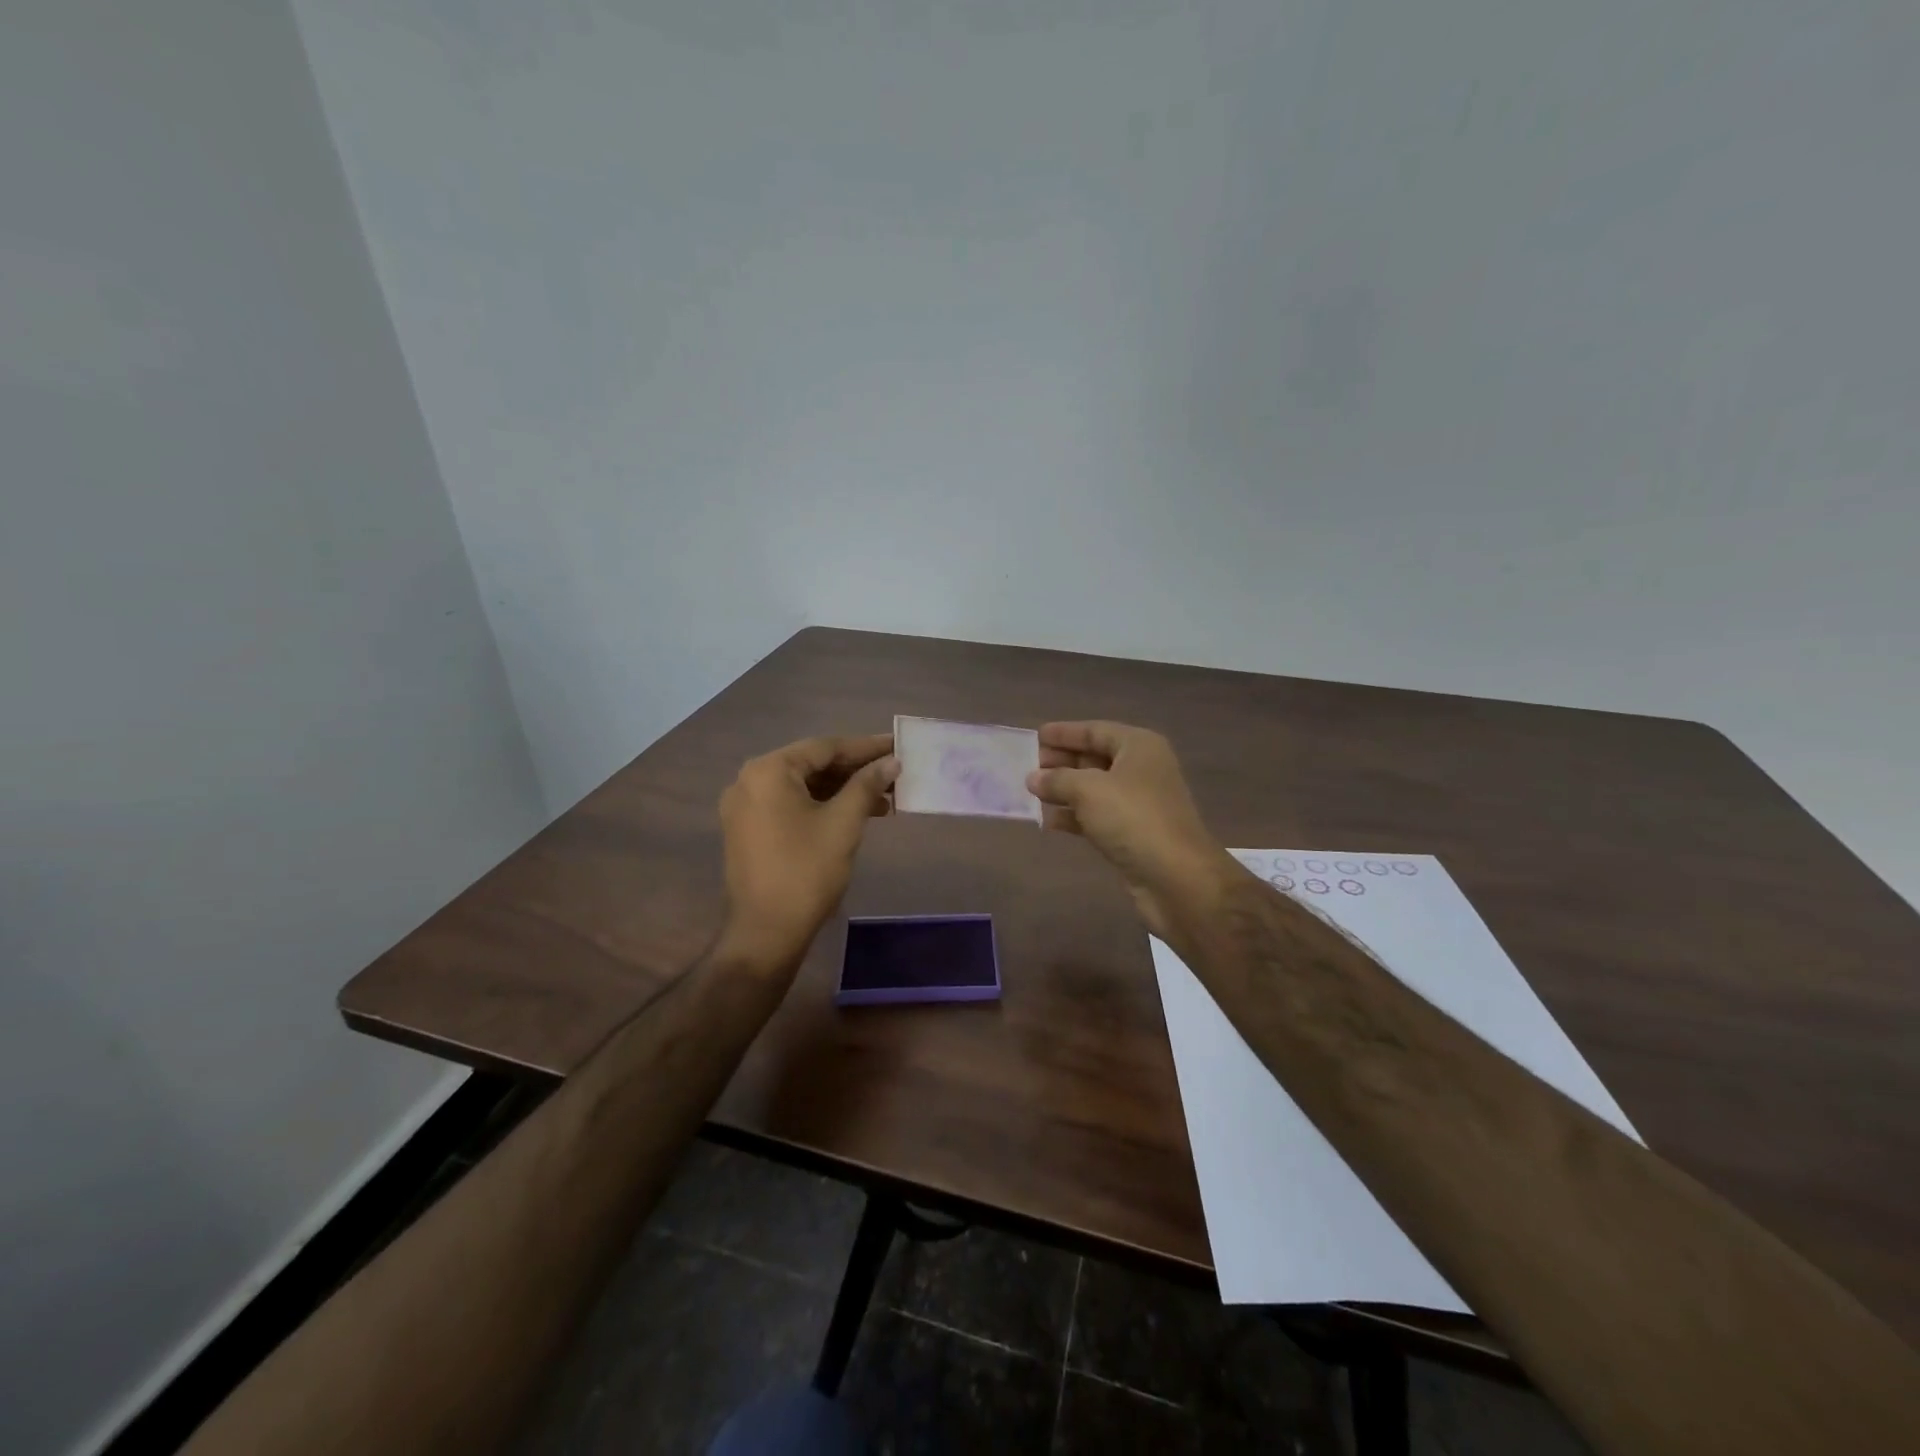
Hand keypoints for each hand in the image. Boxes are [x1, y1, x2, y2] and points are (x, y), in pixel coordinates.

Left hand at [716, 734, 897, 970]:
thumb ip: (867, 785)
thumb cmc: (806, 872)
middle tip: (894, 774)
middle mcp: (749, 781)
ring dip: (842, 791)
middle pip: (812, 765)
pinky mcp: (748, 830)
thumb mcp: (843, 823)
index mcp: (768, 771)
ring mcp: (745, 807)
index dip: (865, 747)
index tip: (897, 746)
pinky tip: (855, 815)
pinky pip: (791, 805)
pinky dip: (822, 806)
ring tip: (883, 800)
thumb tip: (891, 762)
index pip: (824, 747)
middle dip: (855, 771)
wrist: (766, 933)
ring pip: (803, 787)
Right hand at [1026, 721, 1231, 939]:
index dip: (1065, 732)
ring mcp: (1139, 804)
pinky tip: (1048, 821)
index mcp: (1139, 747)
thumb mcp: (1088, 789)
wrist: (1176, 878)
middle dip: (1062, 762)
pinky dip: (1074, 816)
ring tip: (1031, 792)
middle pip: (1095, 758)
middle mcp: (1142, 770)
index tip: (1036, 736)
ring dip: (1064, 790)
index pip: (1096, 730)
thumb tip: (1033, 778)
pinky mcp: (1133, 834)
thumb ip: (1057, 779)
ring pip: (1094, 789)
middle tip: (1028, 766)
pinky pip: (1097, 816)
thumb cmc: (1133, 818)